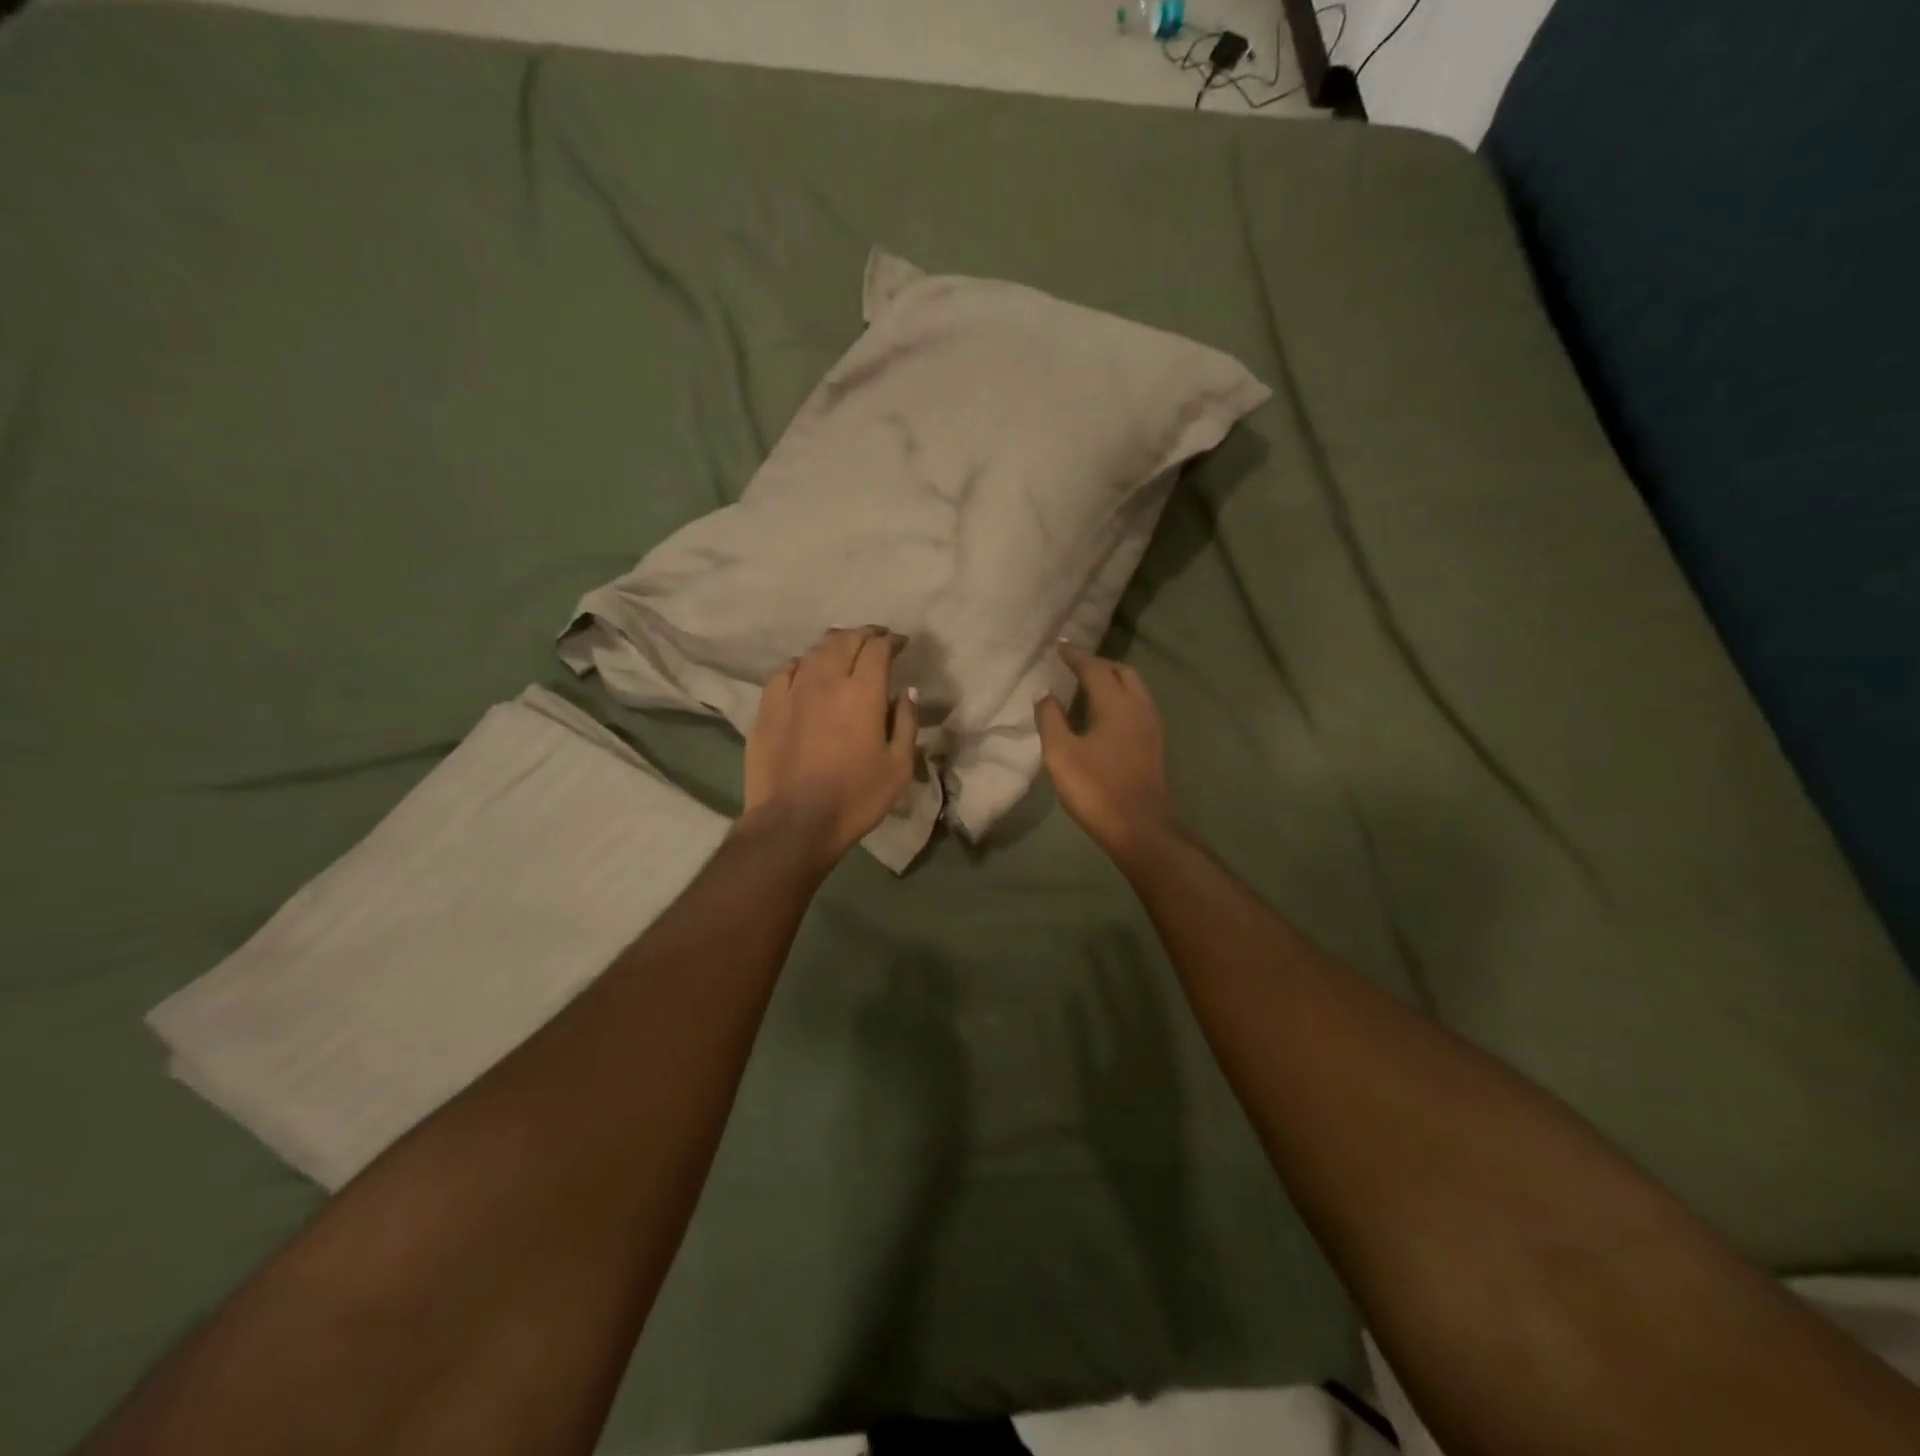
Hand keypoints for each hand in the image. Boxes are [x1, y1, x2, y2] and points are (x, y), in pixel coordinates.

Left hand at [743, 627, 918, 865]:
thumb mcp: (898, 767)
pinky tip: (806, 670)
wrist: (793, 822)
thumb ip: (905, 723)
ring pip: (814, 651)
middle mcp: (827, 681)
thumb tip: (908, 692)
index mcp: (863, 692)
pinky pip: (786, 670)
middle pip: (845, 640)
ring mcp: (792, 691)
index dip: (891, 641)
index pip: (878, 649)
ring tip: (844, 647)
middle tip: (876, 639)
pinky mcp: (767, 707)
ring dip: (834, 644)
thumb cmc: (855, 798)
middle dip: (864, 634)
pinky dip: (802, 663)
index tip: (901, 644)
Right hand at [1035, 642, 1177, 866]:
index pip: (1094, 668)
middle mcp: (1139, 706)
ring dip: (1112, 680)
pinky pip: (1138, 705)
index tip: (1060, 646)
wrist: (1140, 828)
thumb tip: (1046, 694)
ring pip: (1134, 688)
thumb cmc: (1096, 789)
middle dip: (1098, 664)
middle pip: (1121, 672)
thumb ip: (1051, 719)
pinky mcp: (1155, 744)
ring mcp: (1152, 725)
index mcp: (1116, 704)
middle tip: (1074, 666)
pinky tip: (1105, 714)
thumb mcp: (1061, 754)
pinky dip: (1121, 698)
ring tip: (1088, 686)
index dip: (1075, 656)